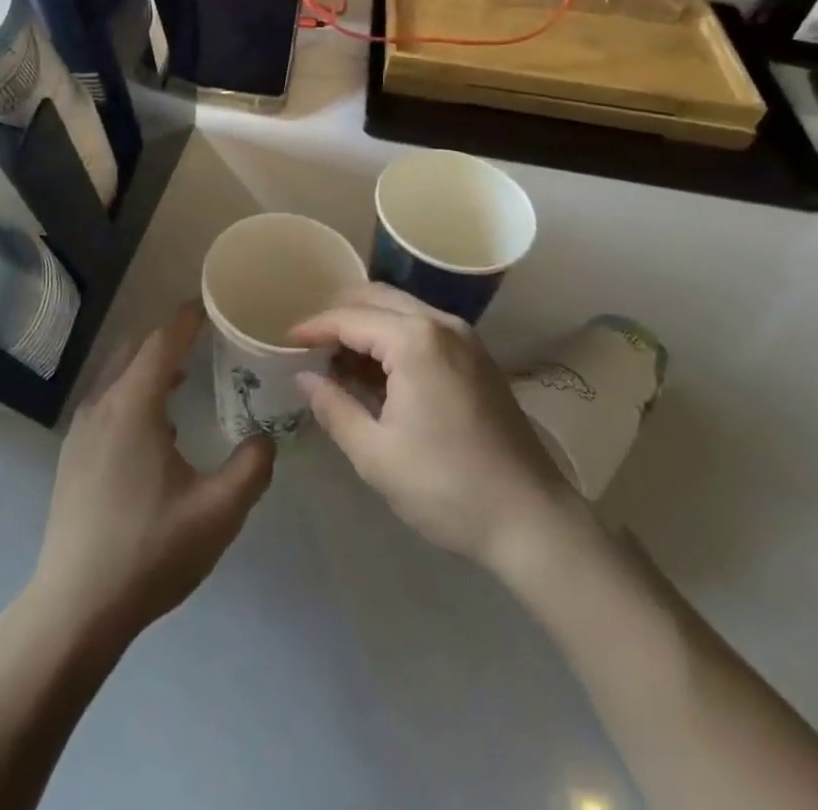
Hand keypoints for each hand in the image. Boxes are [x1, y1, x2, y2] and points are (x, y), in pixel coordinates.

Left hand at [30, 303, 274, 646]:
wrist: (74, 608)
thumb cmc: (149, 551)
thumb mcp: (217, 513)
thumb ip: (251, 467)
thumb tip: (265, 437)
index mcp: (133, 405)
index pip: (163, 341)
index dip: (188, 317)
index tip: (212, 302)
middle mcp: (102, 404)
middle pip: (136, 349)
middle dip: (169, 336)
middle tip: (206, 337)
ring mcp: (81, 429)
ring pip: (117, 374)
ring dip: (150, 365)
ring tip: (186, 376)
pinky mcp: (72, 454)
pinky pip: (107, 400)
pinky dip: (133, 391)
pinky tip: (157, 426)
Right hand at [291, 283, 578, 569]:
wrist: (532, 519)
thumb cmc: (446, 487)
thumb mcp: (375, 454)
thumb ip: (334, 407)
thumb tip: (305, 377)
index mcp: (415, 339)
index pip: (349, 317)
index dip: (312, 327)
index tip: (284, 342)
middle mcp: (441, 323)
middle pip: (375, 298)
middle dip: (337, 315)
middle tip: (308, 345)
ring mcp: (464, 338)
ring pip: (401, 309)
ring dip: (365, 325)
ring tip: (337, 360)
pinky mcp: (476, 357)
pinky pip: (423, 328)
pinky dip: (392, 337)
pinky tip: (376, 371)